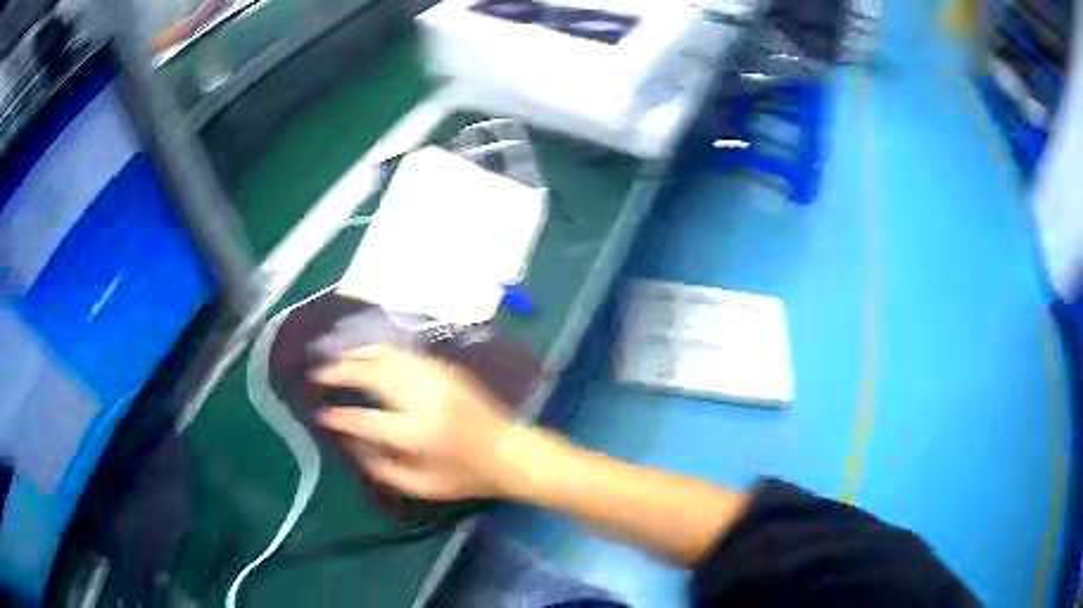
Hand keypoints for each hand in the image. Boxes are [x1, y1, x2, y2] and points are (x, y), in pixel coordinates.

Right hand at [312, 344, 517, 500]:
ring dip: (358, 354)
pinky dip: (381, 351)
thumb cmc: (466, 477)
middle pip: (372, 375)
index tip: (320, 414)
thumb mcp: (423, 487)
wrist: (510, 452)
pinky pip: (405, 354)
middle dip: (340, 372)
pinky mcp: (446, 370)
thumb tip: (353, 444)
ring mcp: (436, 379)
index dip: (339, 417)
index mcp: (417, 433)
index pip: (366, 420)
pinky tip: (368, 354)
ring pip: (388, 356)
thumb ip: (383, 469)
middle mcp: (423, 399)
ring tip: (337, 358)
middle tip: (318, 373)